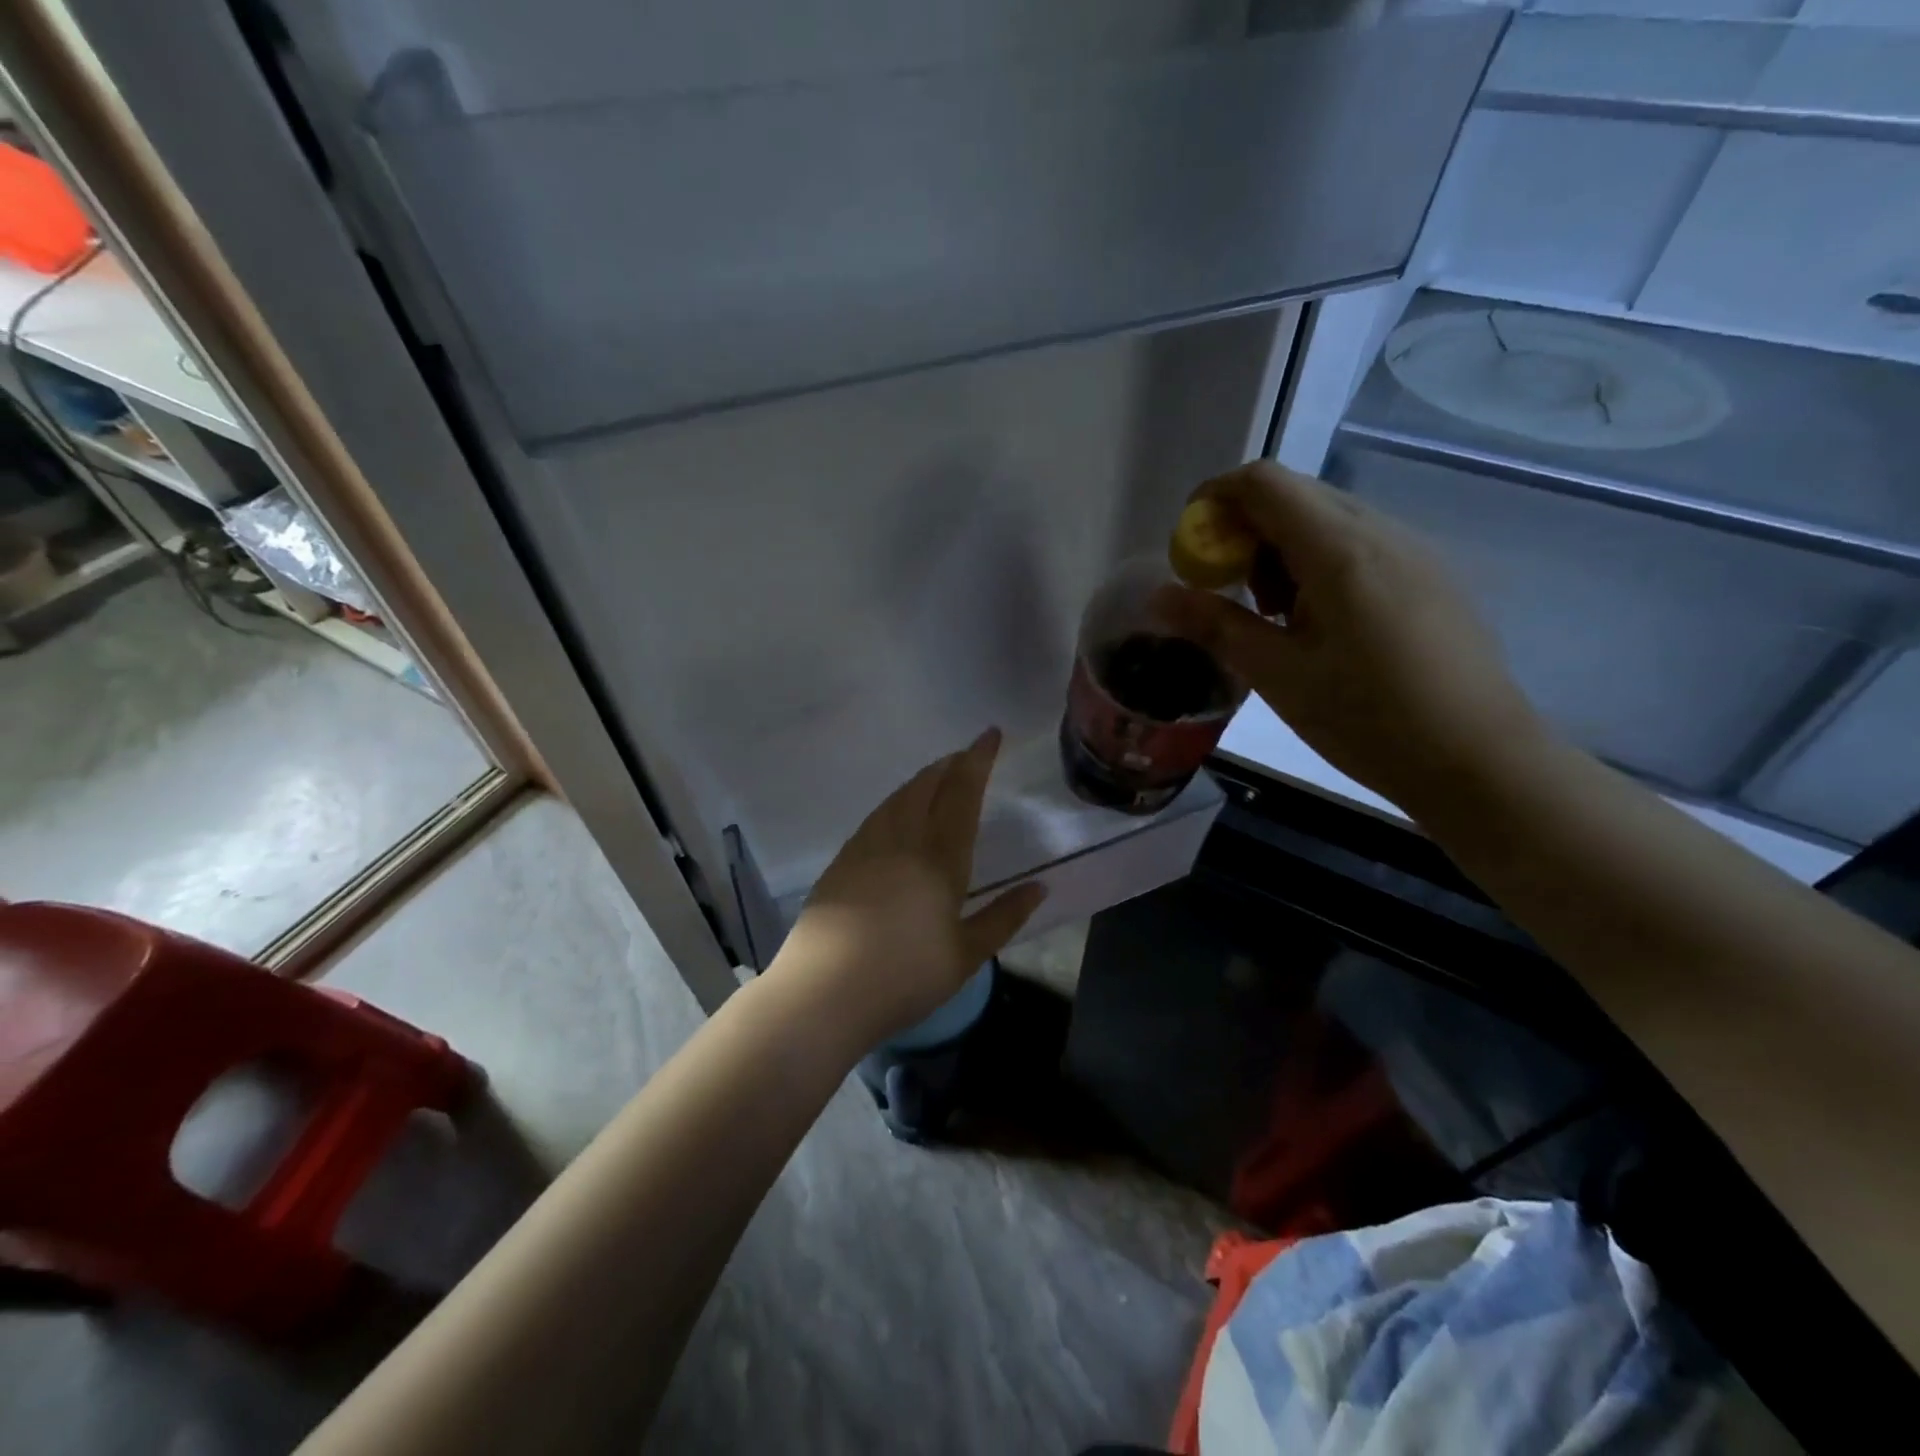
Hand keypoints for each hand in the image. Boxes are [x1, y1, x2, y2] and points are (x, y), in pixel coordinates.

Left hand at [771, 728, 1047, 1050]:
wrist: (823, 992)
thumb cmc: (904, 977)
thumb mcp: (966, 956)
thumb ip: (1004, 917)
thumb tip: (1040, 887)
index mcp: (940, 858)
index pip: (963, 794)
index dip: (978, 760)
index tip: (990, 734)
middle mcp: (902, 840)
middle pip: (927, 786)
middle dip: (950, 765)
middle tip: (967, 756)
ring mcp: (866, 847)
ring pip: (898, 797)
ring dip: (922, 780)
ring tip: (937, 777)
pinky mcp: (842, 861)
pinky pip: (877, 816)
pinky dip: (897, 802)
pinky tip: (898, 814)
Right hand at [1158, 461, 1549, 817]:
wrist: (1479, 760)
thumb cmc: (1369, 720)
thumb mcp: (1278, 676)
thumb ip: (1216, 626)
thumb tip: (1160, 595)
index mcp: (1340, 550)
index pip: (1263, 482)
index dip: (1214, 501)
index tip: (1191, 551)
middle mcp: (1381, 531)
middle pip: (1294, 495)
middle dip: (1244, 532)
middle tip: (1227, 594)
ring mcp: (1413, 549)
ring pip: (1327, 519)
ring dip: (1280, 550)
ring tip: (1274, 618)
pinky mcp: (1430, 573)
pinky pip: (1359, 543)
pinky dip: (1317, 563)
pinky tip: (1320, 625)